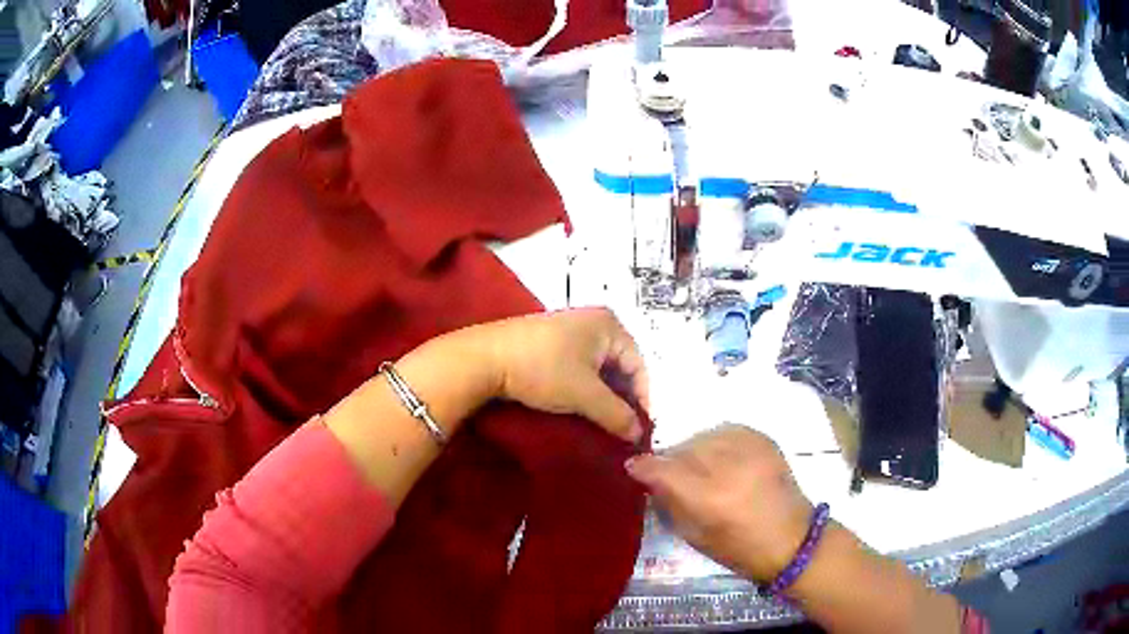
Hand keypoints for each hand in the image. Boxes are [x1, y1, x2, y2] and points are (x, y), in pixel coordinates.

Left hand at [482, 307, 648, 442]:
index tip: (639, 428)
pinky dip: (586, 388)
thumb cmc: (543, 369)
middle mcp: (594, 322)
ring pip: (599, 369)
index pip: (639, 365)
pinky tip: (581, 407)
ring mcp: (571, 331)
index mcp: (609, 325)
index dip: (642, 398)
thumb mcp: (585, 395)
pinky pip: (581, 367)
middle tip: (622, 428)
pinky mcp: (552, 343)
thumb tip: (639, 434)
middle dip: (622, 398)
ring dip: (604, 396)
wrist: (485, 359)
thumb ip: (617, 415)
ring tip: (603, 422)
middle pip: (620, 366)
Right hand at [625, 424, 813, 580]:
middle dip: (670, 460)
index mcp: (710, 497)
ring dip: (692, 450)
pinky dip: (715, 442)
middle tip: (669, 474)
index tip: (633, 467)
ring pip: (703, 436)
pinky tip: (717, 457)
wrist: (791, 539)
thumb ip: (669, 501)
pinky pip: (726, 430)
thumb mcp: (694, 535)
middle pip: (683, 449)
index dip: (643, 467)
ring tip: (696, 466)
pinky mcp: (763, 439)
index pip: (663, 470)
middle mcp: (729, 465)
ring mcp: (750, 448)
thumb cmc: (739, 549)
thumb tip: (648, 476)